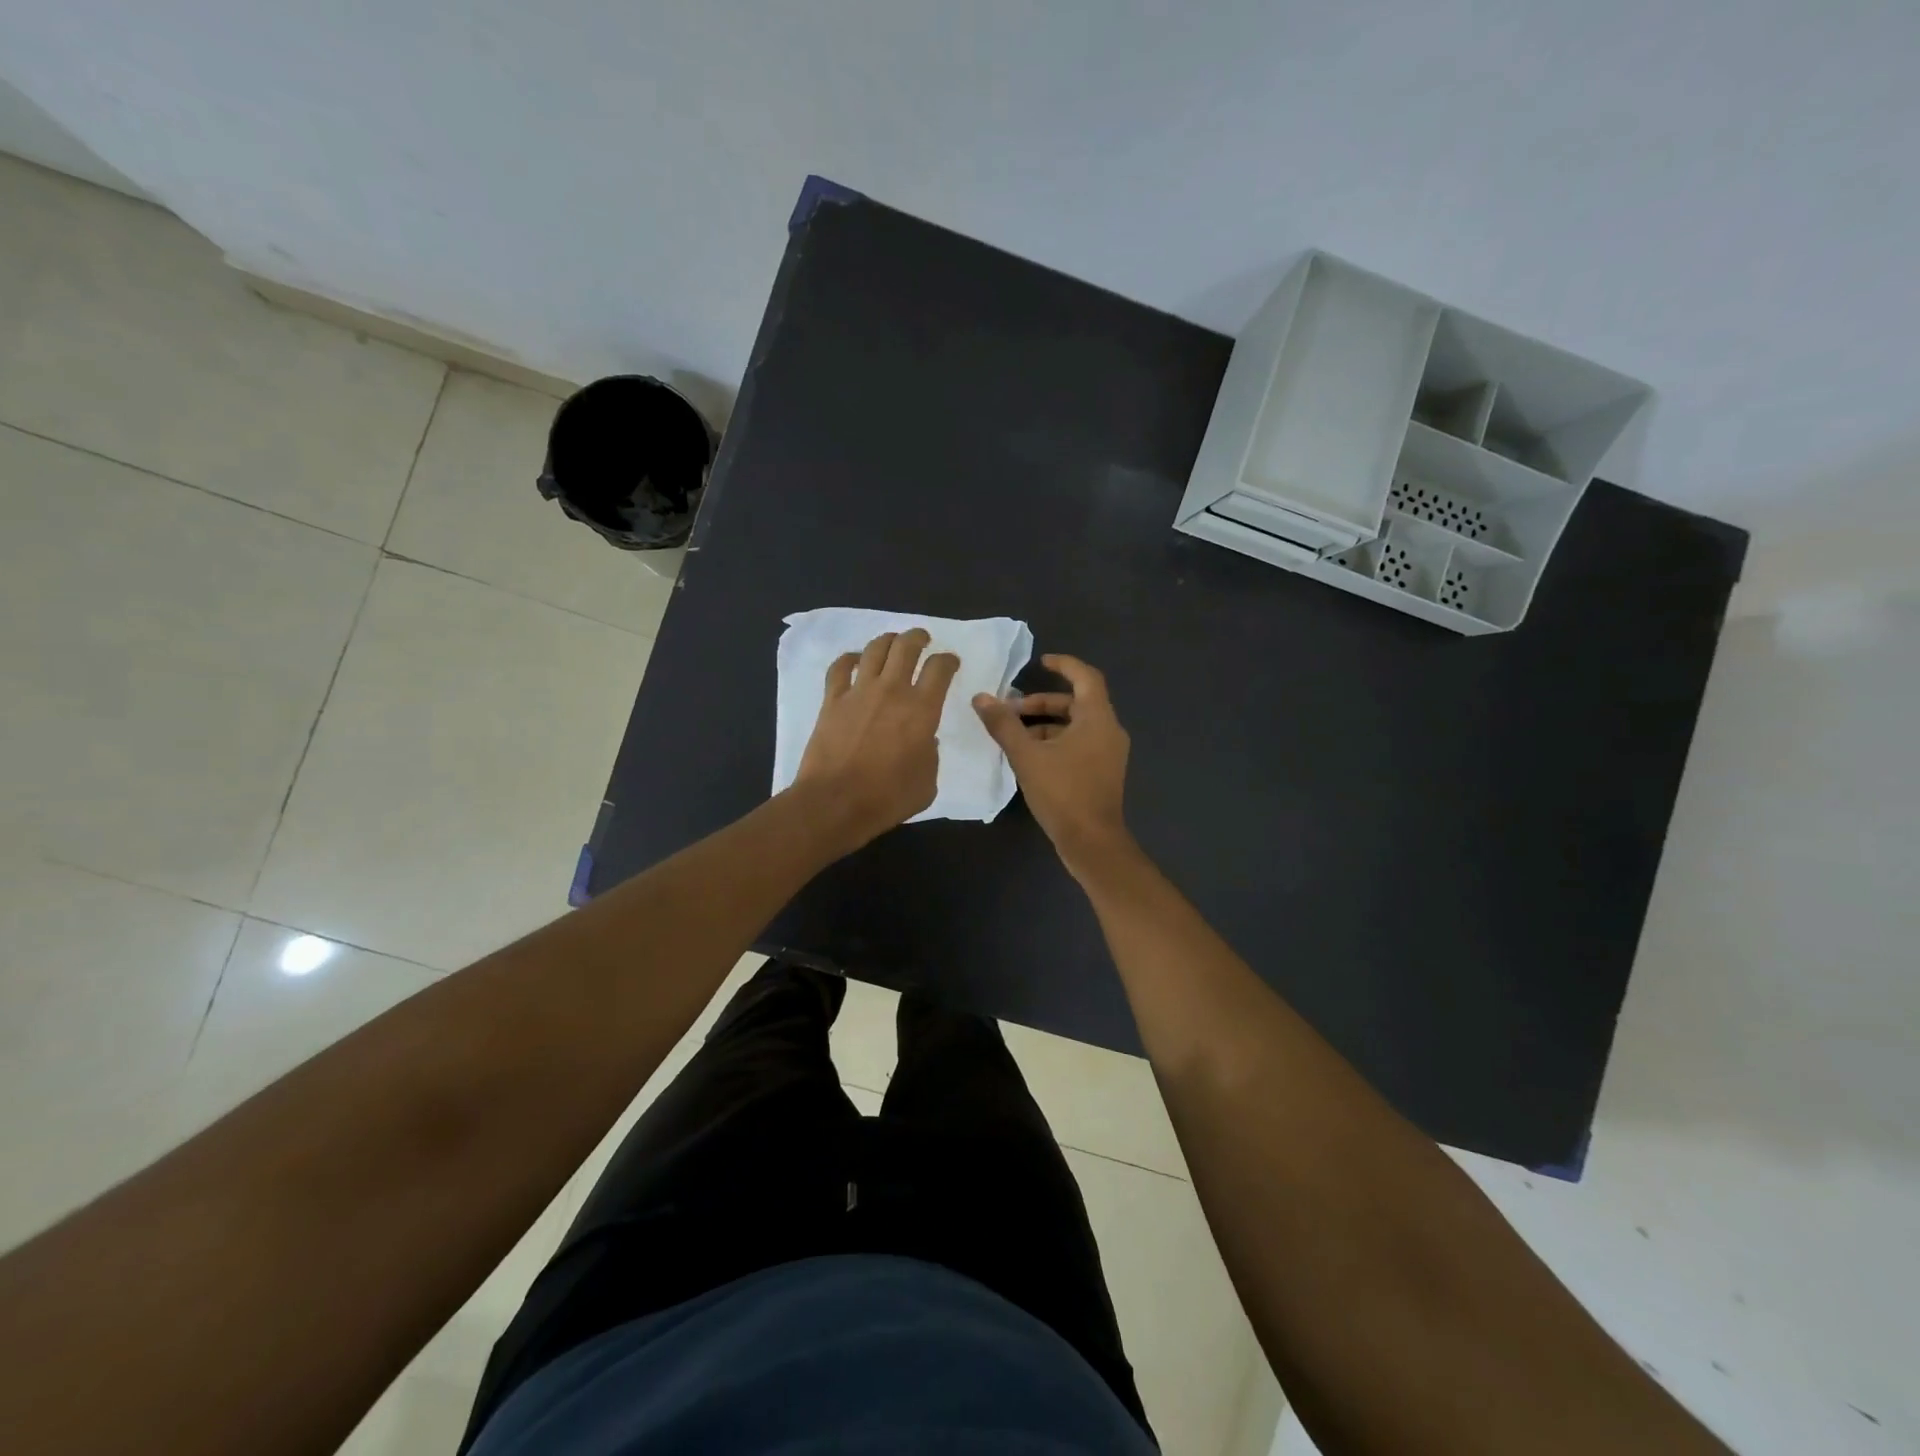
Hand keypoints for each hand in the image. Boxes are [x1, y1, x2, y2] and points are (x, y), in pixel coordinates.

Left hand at [793, 628, 959, 852]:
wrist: (836, 802)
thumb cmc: (888, 798)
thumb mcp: (927, 782)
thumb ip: (931, 754)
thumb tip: (925, 739)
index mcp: (922, 710)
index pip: (940, 669)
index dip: (948, 660)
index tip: (951, 661)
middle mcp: (892, 691)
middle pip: (906, 646)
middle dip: (918, 637)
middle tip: (922, 639)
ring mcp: (858, 692)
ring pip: (874, 649)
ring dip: (887, 640)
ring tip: (893, 643)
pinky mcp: (832, 700)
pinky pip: (839, 667)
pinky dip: (849, 658)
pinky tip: (854, 660)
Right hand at [973, 653, 1133, 878]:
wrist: (1091, 842)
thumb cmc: (1063, 793)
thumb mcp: (1027, 756)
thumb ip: (1004, 725)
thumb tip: (981, 698)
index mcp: (1098, 719)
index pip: (1085, 677)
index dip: (1064, 665)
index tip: (1041, 661)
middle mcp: (1109, 730)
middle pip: (1077, 703)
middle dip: (1043, 703)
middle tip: (1012, 709)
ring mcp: (1109, 753)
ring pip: (1077, 726)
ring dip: (1046, 725)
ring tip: (1014, 735)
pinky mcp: (1103, 772)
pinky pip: (1080, 744)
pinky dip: (1056, 742)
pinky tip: (1030, 757)